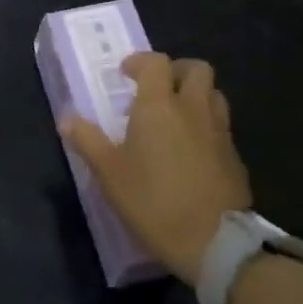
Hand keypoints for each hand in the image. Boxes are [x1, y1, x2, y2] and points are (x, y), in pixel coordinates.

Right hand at [61, 53, 250, 284]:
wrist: (213, 241)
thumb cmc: (152, 200)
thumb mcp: (109, 173)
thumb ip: (87, 141)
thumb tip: (67, 119)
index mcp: (160, 106)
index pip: (156, 63)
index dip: (140, 62)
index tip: (125, 74)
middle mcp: (194, 109)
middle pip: (197, 69)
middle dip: (176, 71)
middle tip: (156, 89)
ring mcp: (220, 132)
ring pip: (214, 95)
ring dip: (195, 95)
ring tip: (175, 116)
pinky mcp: (235, 157)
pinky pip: (221, 126)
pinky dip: (206, 126)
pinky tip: (191, 151)